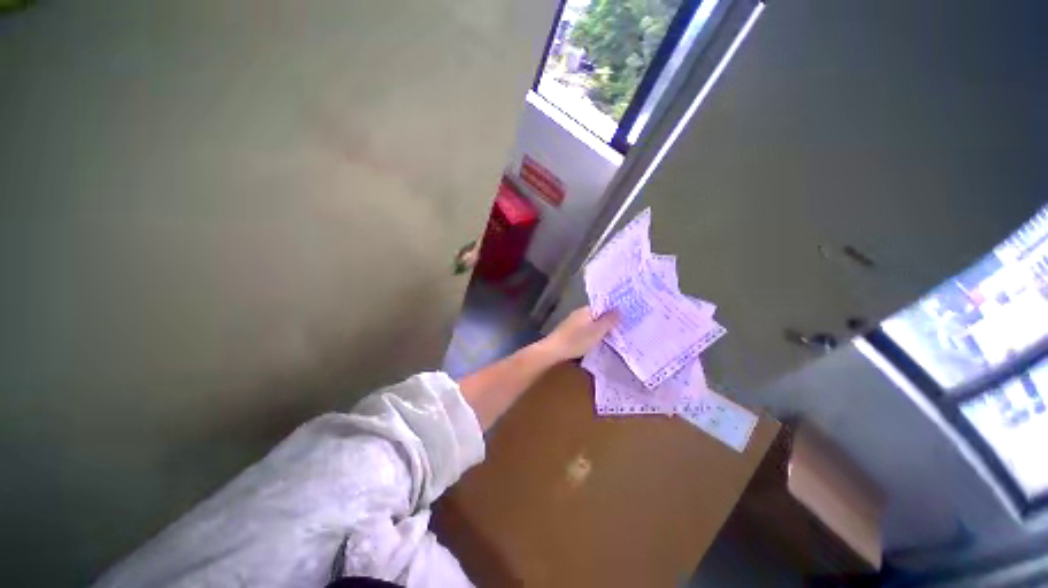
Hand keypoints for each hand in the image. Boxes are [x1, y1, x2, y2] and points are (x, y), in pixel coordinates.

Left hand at [544, 306, 618, 360]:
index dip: (615, 311)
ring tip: (614, 335)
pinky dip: (593, 333)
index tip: (627, 317)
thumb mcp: (597, 331)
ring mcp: (574, 322)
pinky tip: (598, 341)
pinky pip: (586, 329)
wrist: (554, 350)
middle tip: (623, 328)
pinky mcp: (570, 332)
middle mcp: (580, 313)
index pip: (604, 305)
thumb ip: (609, 320)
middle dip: (609, 320)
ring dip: (601, 328)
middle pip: (598, 314)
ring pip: (592, 322)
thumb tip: (620, 309)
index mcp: (587, 310)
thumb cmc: (577, 340)